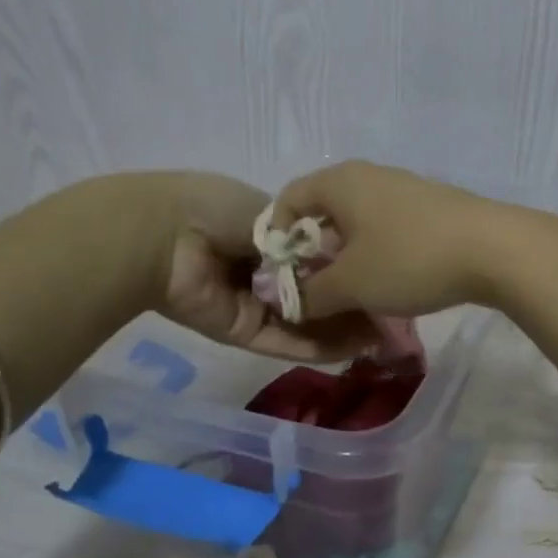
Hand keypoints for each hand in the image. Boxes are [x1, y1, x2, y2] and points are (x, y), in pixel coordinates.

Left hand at [141, 171, 380, 360]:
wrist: (165, 236)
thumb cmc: (217, 209)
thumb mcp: (271, 212)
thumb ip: (304, 238)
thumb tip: (339, 256)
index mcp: (267, 238)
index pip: (315, 259)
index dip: (347, 268)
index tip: (381, 275)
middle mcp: (263, 274)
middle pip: (315, 294)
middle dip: (350, 303)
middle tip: (392, 316)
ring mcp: (255, 306)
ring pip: (307, 323)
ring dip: (342, 331)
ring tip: (383, 338)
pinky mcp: (246, 333)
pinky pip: (288, 341)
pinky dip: (319, 347)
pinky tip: (355, 349)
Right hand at [271, 161, 528, 318]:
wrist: (495, 250)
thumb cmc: (409, 259)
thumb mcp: (351, 284)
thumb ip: (311, 294)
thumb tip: (293, 303)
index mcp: (340, 181)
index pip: (288, 199)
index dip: (275, 238)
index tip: (281, 277)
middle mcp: (370, 176)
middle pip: (325, 213)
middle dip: (315, 256)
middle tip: (316, 293)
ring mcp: (405, 190)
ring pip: (360, 225)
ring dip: (349, 261)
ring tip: (354, 297)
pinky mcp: (433, 209)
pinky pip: (390, 231)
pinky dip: (380, 257)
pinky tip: (392, 286)